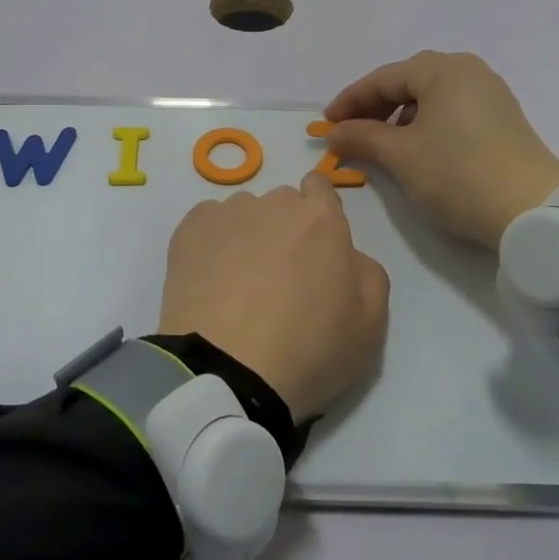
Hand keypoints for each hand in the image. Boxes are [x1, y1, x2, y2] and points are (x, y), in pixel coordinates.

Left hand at [158, 173, 388, 420]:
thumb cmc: (308, 349)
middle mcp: (274, 204)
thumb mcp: (370, 323)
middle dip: (284, 230)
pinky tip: (210, 282)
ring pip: (243, 214)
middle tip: (279, 279)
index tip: (314, 248)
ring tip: (238, 285)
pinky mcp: (188, 231)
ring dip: (246, 237)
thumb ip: (367, 273)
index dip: (319, 214)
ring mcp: (227, 214)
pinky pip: (207, 225)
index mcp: (322, 219)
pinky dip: (211, 245)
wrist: (227, 370)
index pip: (321, 188)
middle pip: (282, 204)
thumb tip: (347, 256)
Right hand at [323, 51, 558, 248]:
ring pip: (430, 97)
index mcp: (443, 69)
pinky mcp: (502, 119)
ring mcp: (490, 94)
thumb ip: (362, 137)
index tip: (326, 125)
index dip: (350, 101)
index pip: (382, 78)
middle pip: (408, 82)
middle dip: (374, 107)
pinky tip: (417, 149)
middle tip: (350, 133)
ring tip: (381, 145)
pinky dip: (425, 124)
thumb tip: (334, 133)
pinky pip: (451, 110)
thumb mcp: (401, 156)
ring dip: (399, 117)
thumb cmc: (458, 174)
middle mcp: (469, 71)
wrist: (534, 211)